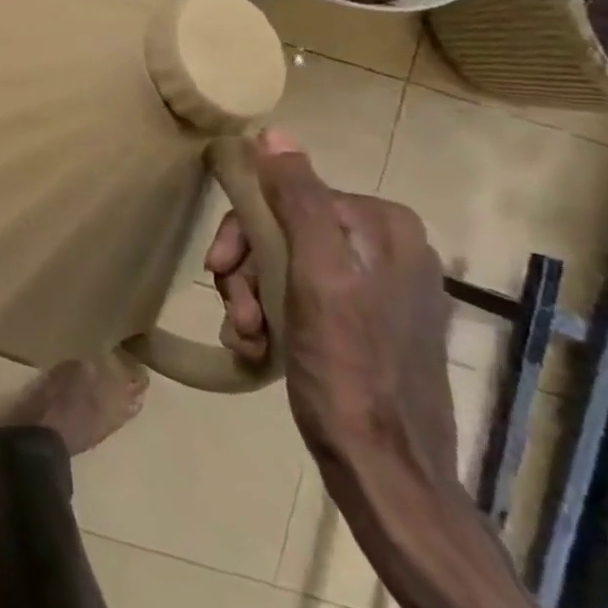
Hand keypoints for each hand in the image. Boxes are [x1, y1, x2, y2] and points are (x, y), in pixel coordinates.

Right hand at [205, 130, 456, 482]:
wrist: (387, 474)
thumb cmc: (350, 369)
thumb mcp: (316, 277)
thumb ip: (298, 200)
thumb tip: (271, 133)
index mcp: (384, 226)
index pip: (287, 197)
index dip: (245, 232)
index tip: (219, 272)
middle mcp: (387, 247)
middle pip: (285, 233)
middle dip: (248, 273)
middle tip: (235, 313)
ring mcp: (380, 288)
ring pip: (287, 267)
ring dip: (253, 300)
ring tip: (247, 339)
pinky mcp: (369, 324)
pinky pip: (303, 298)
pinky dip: (274, 319)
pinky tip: (261, 350)